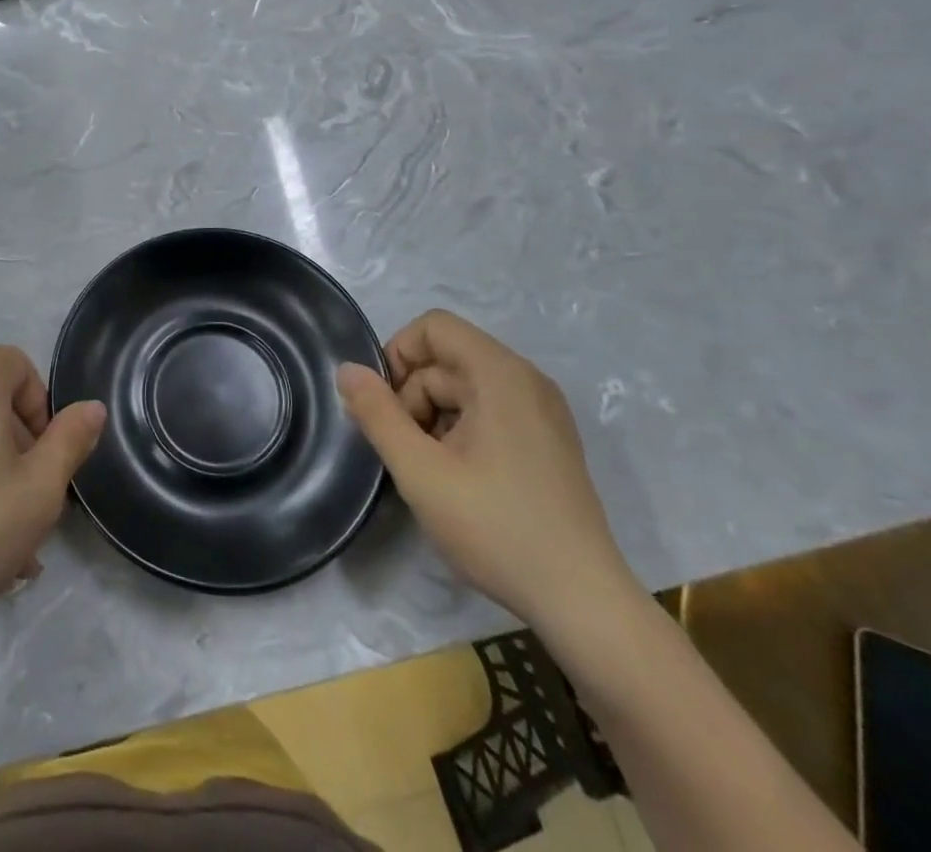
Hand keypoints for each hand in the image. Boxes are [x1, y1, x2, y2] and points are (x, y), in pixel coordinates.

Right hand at [337, 311, 633, 632]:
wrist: (584, 604)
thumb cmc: (496, 528)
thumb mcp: (420, 471)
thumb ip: (377, 414)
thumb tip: (346, 369)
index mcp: (501, 374)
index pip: (434, 327)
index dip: (398, 354)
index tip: (383, 406)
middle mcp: (526, 381)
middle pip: (446, 360)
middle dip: (412, 396)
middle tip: (405, 452)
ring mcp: (542, 412)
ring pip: (464, 389)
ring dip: (433, 419)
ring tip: (430, 473)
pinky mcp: (548, 442)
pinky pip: (488, 413)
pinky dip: (460, 433)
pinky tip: (457, 481)